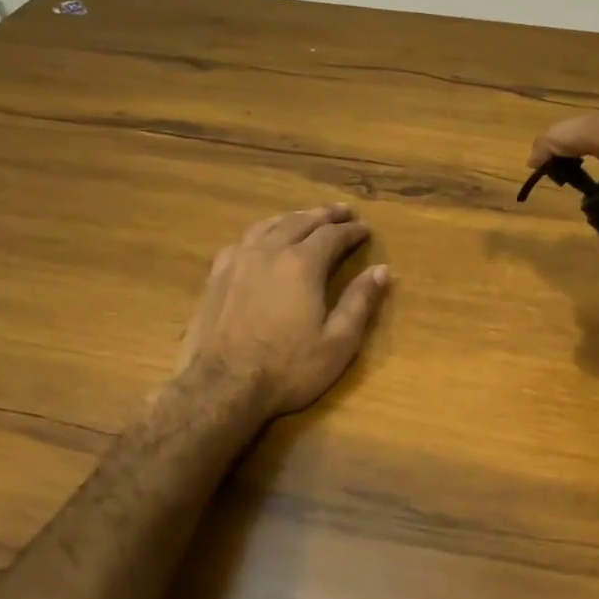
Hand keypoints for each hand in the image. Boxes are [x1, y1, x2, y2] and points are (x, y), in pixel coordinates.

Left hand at [174, 205, 391, 419]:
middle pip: (300, 221)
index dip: (351, 231)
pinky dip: (261, 233)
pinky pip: (242, 241)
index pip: (332, 235)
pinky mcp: (216, 276)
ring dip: (292, 217)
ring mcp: (238, 261)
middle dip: (324, 215)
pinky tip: (261, 241)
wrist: (221, 387)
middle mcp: (269, 252)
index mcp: (302, 265)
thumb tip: (382, 270)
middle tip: (342, 211)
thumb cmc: (287, 368)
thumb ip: (360, 302)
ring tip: (305, 217)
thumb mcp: (338, 342)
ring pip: (268, 225)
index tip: (365, 228)